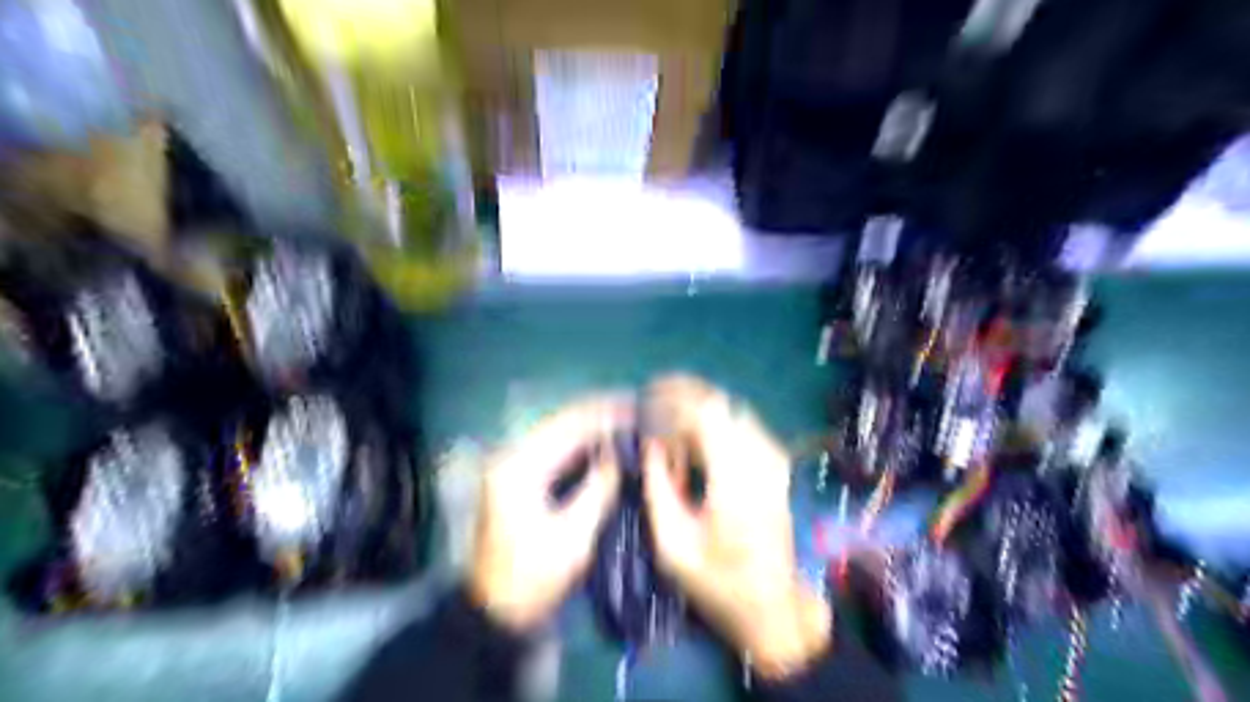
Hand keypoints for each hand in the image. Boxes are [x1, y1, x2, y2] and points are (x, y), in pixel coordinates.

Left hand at [468, 397, 625, 634]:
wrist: (494, 610)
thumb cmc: (532, 578)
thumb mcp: (572, 537)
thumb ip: (598, 489)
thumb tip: (618, 455)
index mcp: (519, 467)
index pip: (568, 426)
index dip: (604, 413)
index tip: (636, 407)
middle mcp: (511, 455)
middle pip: (560, 421)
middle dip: (598, 412)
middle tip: (634, 407)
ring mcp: (510, 464)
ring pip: (556, 431)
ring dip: (589, 423)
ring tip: (624, 417)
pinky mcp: (516, 476)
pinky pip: (553, 447)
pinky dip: (579, 440)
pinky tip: (601, 439)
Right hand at [643, 379, 828, 679]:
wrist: (772, 605)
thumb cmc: (718, 581)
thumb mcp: (673, 544)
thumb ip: (658, 487)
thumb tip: (651, 443)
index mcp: (736, 480)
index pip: (707, 413)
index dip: (674, 398)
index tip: (646, 397)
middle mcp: (760, 460)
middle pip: (721, 404)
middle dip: (684, 396)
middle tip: (652, 398)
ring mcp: (773, 460)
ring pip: (731, 411)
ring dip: (698, 411)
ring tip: (667, 424)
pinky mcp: (775, 465)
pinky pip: (741, 427)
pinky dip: (714, 425)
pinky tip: (693, 441)